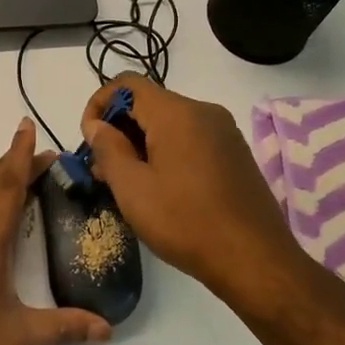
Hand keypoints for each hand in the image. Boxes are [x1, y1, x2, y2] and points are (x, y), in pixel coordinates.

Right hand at [81, 75, 305, 304]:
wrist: (255, 260)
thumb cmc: (186, 222)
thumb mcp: (133, 188)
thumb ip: (108, 149)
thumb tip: (96, 125)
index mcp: (177, 113)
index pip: (128, 84)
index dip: (100, 104)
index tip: (89, 139)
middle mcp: (204, 112)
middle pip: (150, 103)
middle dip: (119, 129)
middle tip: (102, 170)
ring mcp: (224, 133)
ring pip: (170, 124)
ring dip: (141, 144)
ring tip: (127, 184)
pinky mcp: (234, 154)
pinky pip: (190, 139)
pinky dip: (167, 152)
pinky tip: (160, 188)